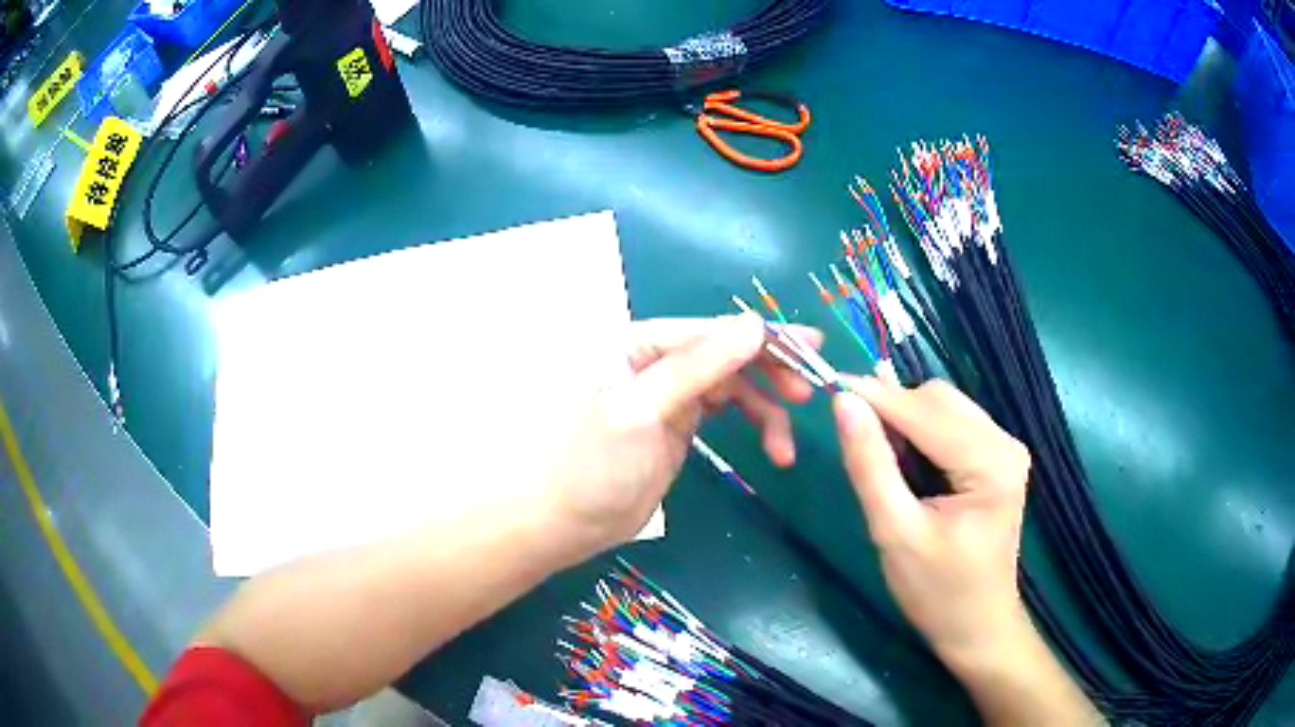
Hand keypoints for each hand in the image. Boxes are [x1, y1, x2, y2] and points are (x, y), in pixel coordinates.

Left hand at [543, 313, 820, 559]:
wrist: (567, 522)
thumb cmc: (592, 463)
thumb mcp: (642, 410)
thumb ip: (697, 367)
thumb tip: (754, 326)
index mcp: (641, 343)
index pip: (713, 330)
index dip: (764, 336)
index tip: (810, 347)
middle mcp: (660, 360)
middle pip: (729, 354)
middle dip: (771, 372)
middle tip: (808, 392)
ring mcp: (674, 394)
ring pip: (736, 385)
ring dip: (767, 409)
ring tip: (784, 447)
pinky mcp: (683, 425)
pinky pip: (730, 412)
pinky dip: (756, 425)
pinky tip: (774, 448)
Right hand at [832, 377, 1032, 669]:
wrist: (976, 626)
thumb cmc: (936, 591)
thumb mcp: (894, 533)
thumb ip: (870, 465)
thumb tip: (844, 402)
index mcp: (990, 464)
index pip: (926, 411)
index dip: (876, 397)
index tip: (829, 388)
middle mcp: (1005, 444)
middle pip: (940, 401)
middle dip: (893, 410)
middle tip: (853, 434)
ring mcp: (1006, 449)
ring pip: (945, 407)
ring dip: (906, 421)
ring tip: (878, 453)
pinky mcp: (998, 458)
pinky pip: (953, 424)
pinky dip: (921, 433)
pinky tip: (902, 455)